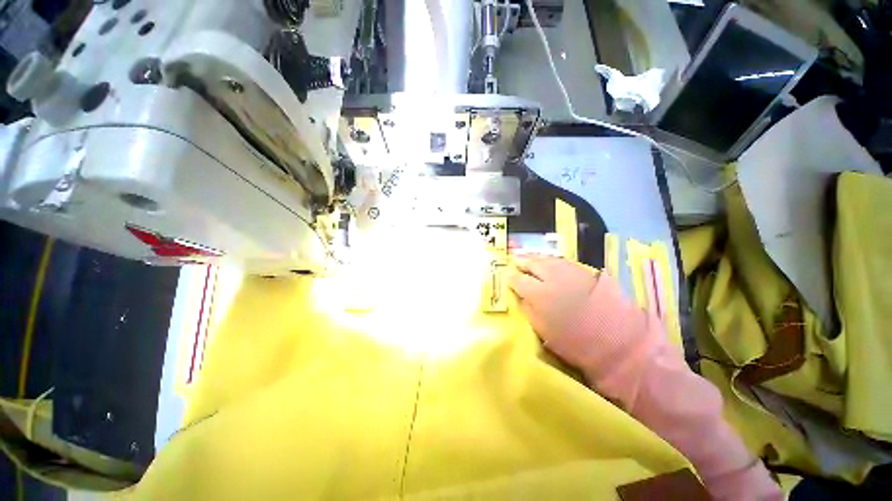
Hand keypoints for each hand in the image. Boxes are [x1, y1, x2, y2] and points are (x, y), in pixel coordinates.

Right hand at [508, 256, 599, 346]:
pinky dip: (551, 259)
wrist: (619, 341)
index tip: (506, 276)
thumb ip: (529, 311)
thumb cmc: (576, 343)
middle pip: (532, 263)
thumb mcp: (544, 332)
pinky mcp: (585, 270)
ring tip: (528, 257)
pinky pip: (561, 260)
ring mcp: (570, 271)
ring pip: (547, 258)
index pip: (518, 279)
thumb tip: (521, 297)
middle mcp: (552, 277)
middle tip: (514, 260)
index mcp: (539, 294)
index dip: (510, 277)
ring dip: (535, 257)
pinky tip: (548, 261)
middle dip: (521, 261)